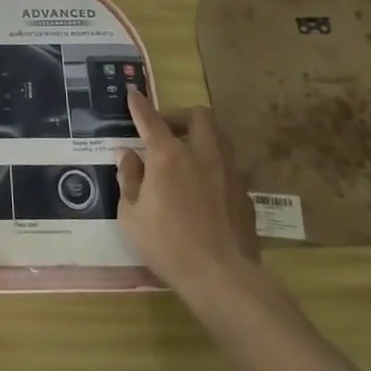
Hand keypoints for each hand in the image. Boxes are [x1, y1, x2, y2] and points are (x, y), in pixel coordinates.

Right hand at [119, 88, 262, 299]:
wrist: (222, 276)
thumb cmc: (167, 245)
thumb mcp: (131, 215)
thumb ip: (128, 179)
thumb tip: (126, 155)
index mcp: (168, 156)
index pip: (150, 119)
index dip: (139, 105)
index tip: (133, 94)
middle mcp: (201, 153)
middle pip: (198, 115)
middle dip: (180, 116)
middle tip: (165, 132)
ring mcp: (228, 171)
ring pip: (218, 135)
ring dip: (200, 135)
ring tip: (185, 155)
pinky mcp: (244, 191)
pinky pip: (227, 163)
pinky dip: (212, 163)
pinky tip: (202, 186)